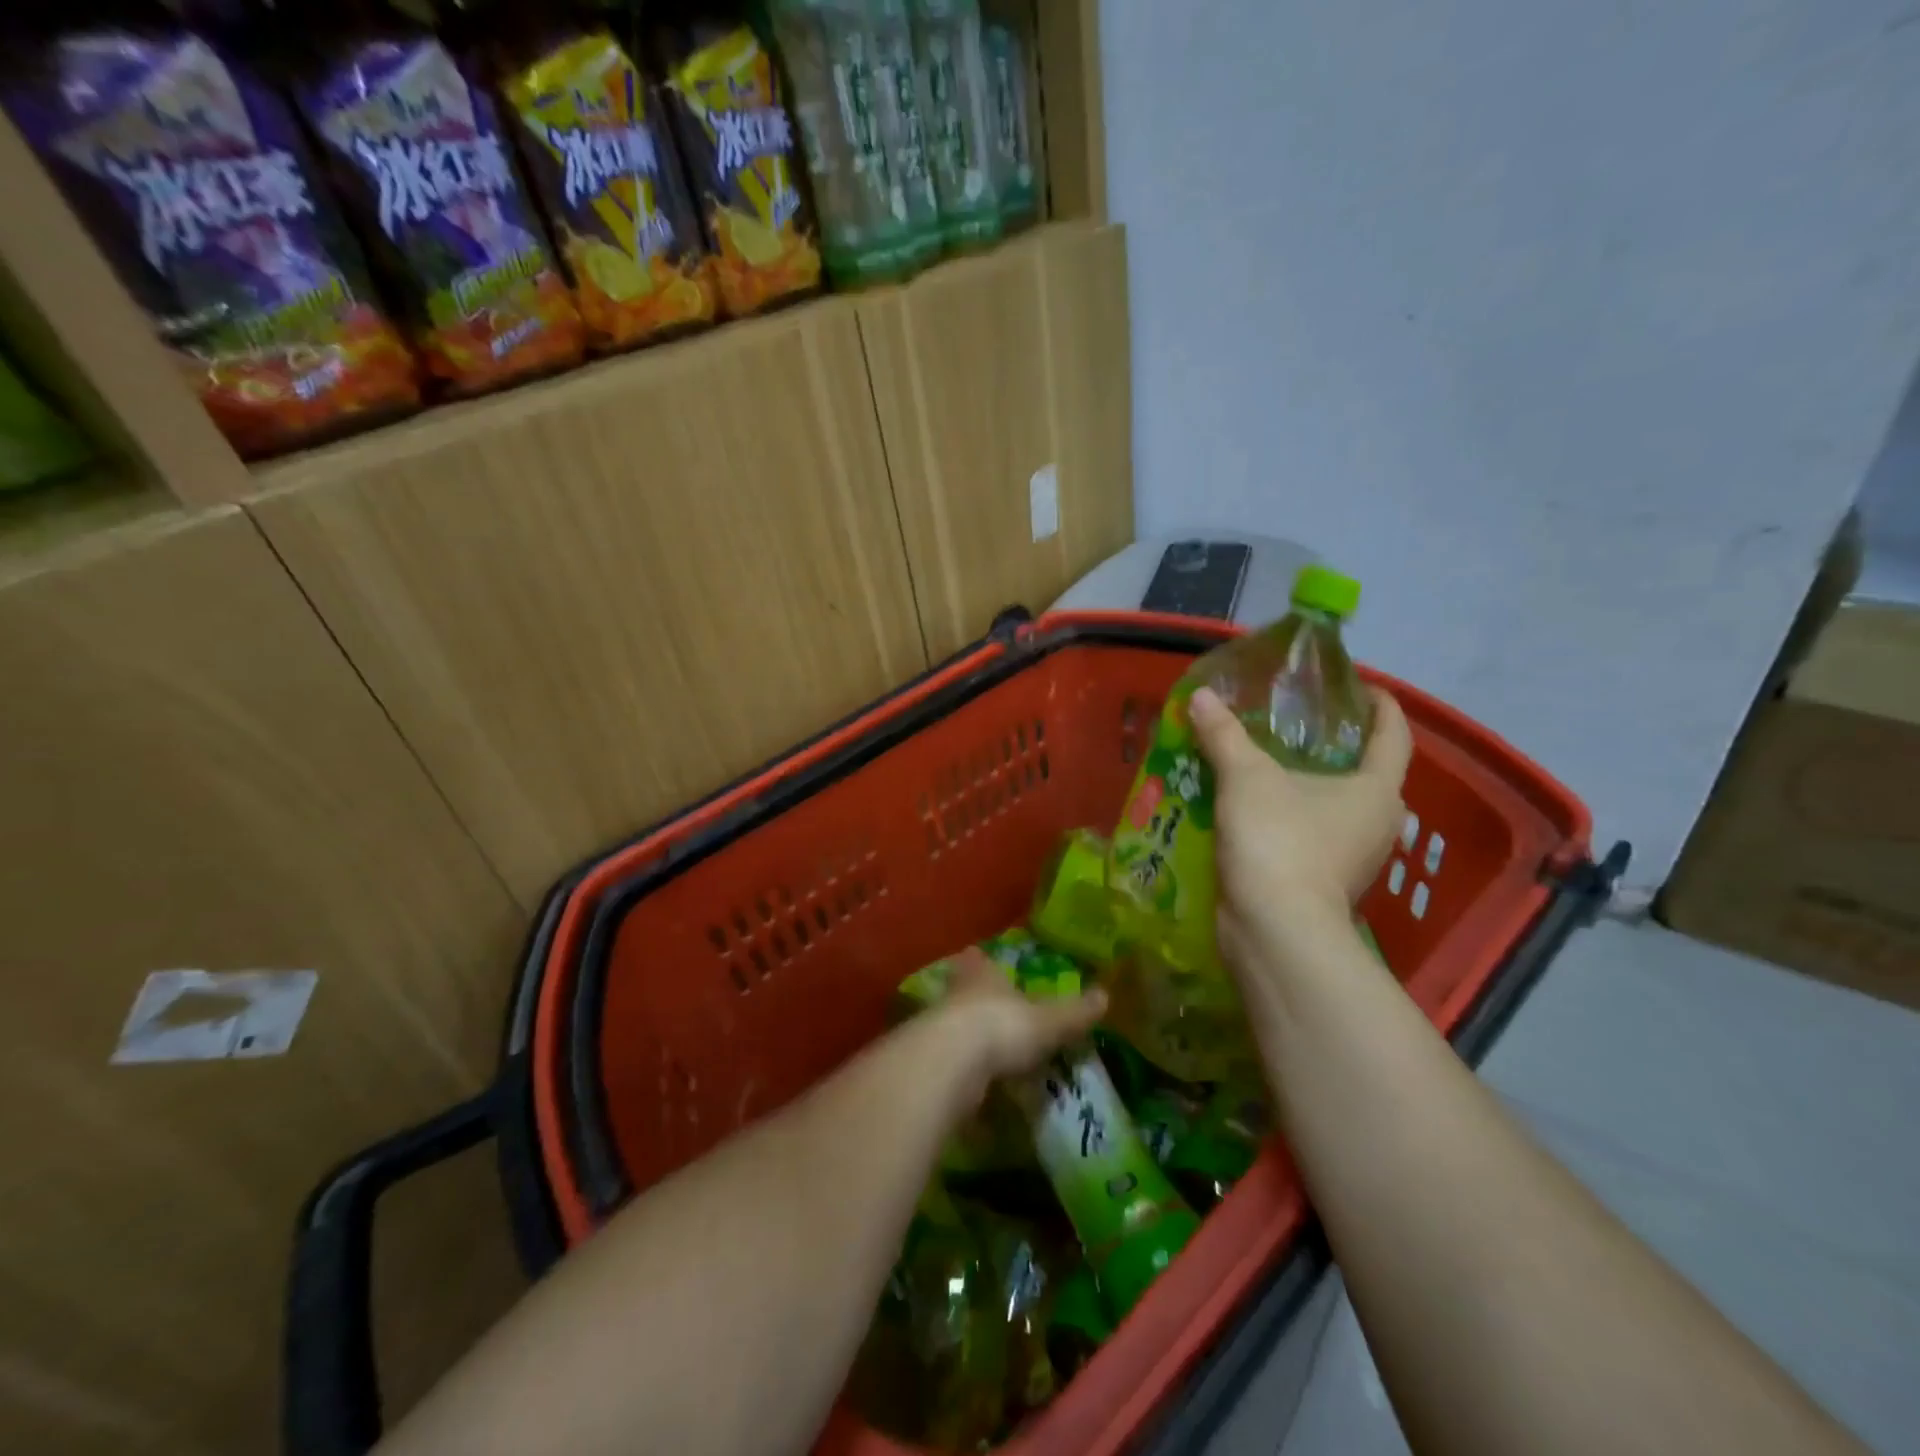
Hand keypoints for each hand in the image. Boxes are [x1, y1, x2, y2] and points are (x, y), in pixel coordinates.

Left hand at [930, 948, 1106, 1099]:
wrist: (949, 1065)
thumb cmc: (1002, 1027)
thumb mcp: (1049, 1020)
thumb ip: (1075, 1012)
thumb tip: (1105, 996)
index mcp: (983, 975)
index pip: (979, 961)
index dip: (981, 962)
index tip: (982, 960)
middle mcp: (956, 995)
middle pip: (962, 991)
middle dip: (974, 1000)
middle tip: (990, 1011)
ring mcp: (937, 1029)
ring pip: (953, 1027)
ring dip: (966, 1038)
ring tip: (987, 1054)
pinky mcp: (929, 1065)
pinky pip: (949, 1065)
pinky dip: (961, 1074)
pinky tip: (973, 1088)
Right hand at [1187, 684, 1412, 954]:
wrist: (1273, 928)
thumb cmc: (1279, 840)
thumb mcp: (1246, 777)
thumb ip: (1224, 735)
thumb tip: (1202, 696)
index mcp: (1377, 790)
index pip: (1394, 735)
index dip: (1381, 706)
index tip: (1360, 687)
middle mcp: (1378, 824)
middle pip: (1367, 773)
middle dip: (1337, 747)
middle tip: (1298, 724)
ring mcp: (1353, 858)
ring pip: (1337, 808)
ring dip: (1309, 786)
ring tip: (1267, 763)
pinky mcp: (1324, 884)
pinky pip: (1313, 835)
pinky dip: (1291, 817)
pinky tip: (1254, 809)